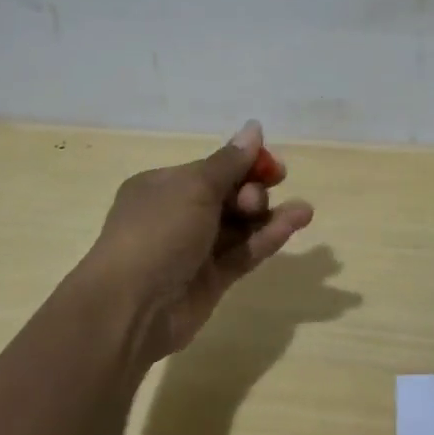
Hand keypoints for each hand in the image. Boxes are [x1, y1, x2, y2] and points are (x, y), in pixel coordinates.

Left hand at [81, 121, 314, 364]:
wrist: (130, 307)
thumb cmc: (157, 232)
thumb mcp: (194, 187)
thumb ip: (230, 162)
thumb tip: (254, 127)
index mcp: (164, 186)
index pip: (212, 168)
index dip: (244, 164)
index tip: (272, 166)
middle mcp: (178, 214)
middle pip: (229, 196)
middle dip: (252, 191)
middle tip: (256, 199)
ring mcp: (195, 249)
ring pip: (240, 226)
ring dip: (270, 215)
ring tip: (304, 211)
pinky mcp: (212, 279)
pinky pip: (244, 252)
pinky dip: (268, 238)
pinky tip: (296, 223)